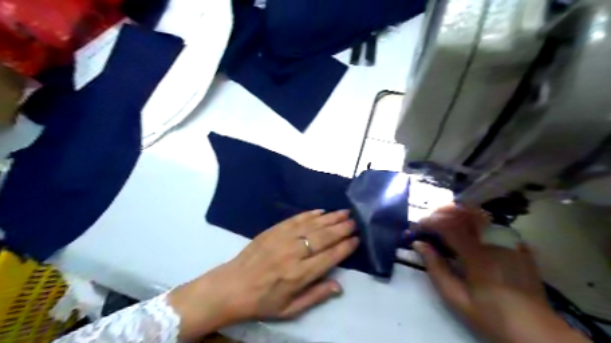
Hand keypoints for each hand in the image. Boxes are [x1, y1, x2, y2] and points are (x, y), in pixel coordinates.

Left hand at [166, 211, 358, 341]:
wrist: (232, 287)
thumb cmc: (263, 301)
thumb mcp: (290, 309)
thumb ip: (316, 296)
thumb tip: (339, 286)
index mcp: (299, 275)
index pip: (329, 257)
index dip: (345, 247)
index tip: (357, 239)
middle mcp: (293, 253)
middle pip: (323, 237)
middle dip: (341, 228)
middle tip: (355, 221)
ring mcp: (282, 239)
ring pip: (312, 225)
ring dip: (330, 218)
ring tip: (344, 212)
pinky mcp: (273, 230)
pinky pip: (295, 219)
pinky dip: (310, 214)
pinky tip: (321, 211)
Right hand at [418, 205, 588, 342]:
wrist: (535, 332)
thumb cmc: (491, 316)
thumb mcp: (456, 298)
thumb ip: (435, 268)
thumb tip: (418, 244)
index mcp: (477, 255)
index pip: (448, 227)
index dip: (429, 222)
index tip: (417, 226)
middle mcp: (494, 243)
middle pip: (466, 213)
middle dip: (444, 211)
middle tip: (430, 218)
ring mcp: (511, 243)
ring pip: (482, 216)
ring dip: (459, 213)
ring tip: (445, 219)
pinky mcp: (520, 248)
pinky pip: (496, 225)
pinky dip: (478, 222)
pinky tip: (470, 229)